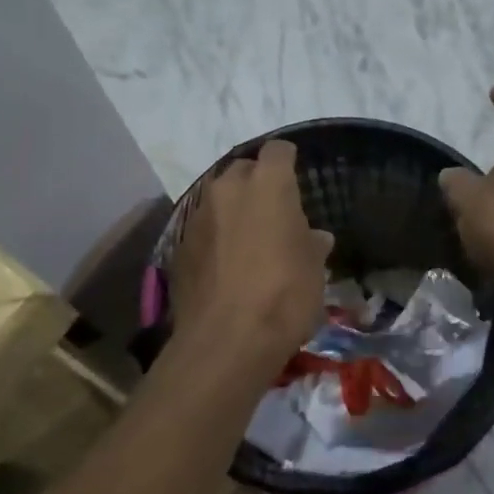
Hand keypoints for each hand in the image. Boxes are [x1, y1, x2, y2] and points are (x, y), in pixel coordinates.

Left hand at [172, 139, 333, 377]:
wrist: (225, 342)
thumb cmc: (283, 295)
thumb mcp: (314, 270)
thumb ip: (312, 244)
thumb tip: (315, 237)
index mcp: (267, 184)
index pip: (278, 151)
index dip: (288, 161)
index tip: (296, 178)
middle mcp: (228, 188)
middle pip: (243, 169)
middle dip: (257, 183)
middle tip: (274, 211)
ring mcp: (198, 215)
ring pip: (219, 198)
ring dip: (234, 210)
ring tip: (250, 239)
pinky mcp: (178, 245)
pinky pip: (203, 228)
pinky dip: (216, 236)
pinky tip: (227, 264)